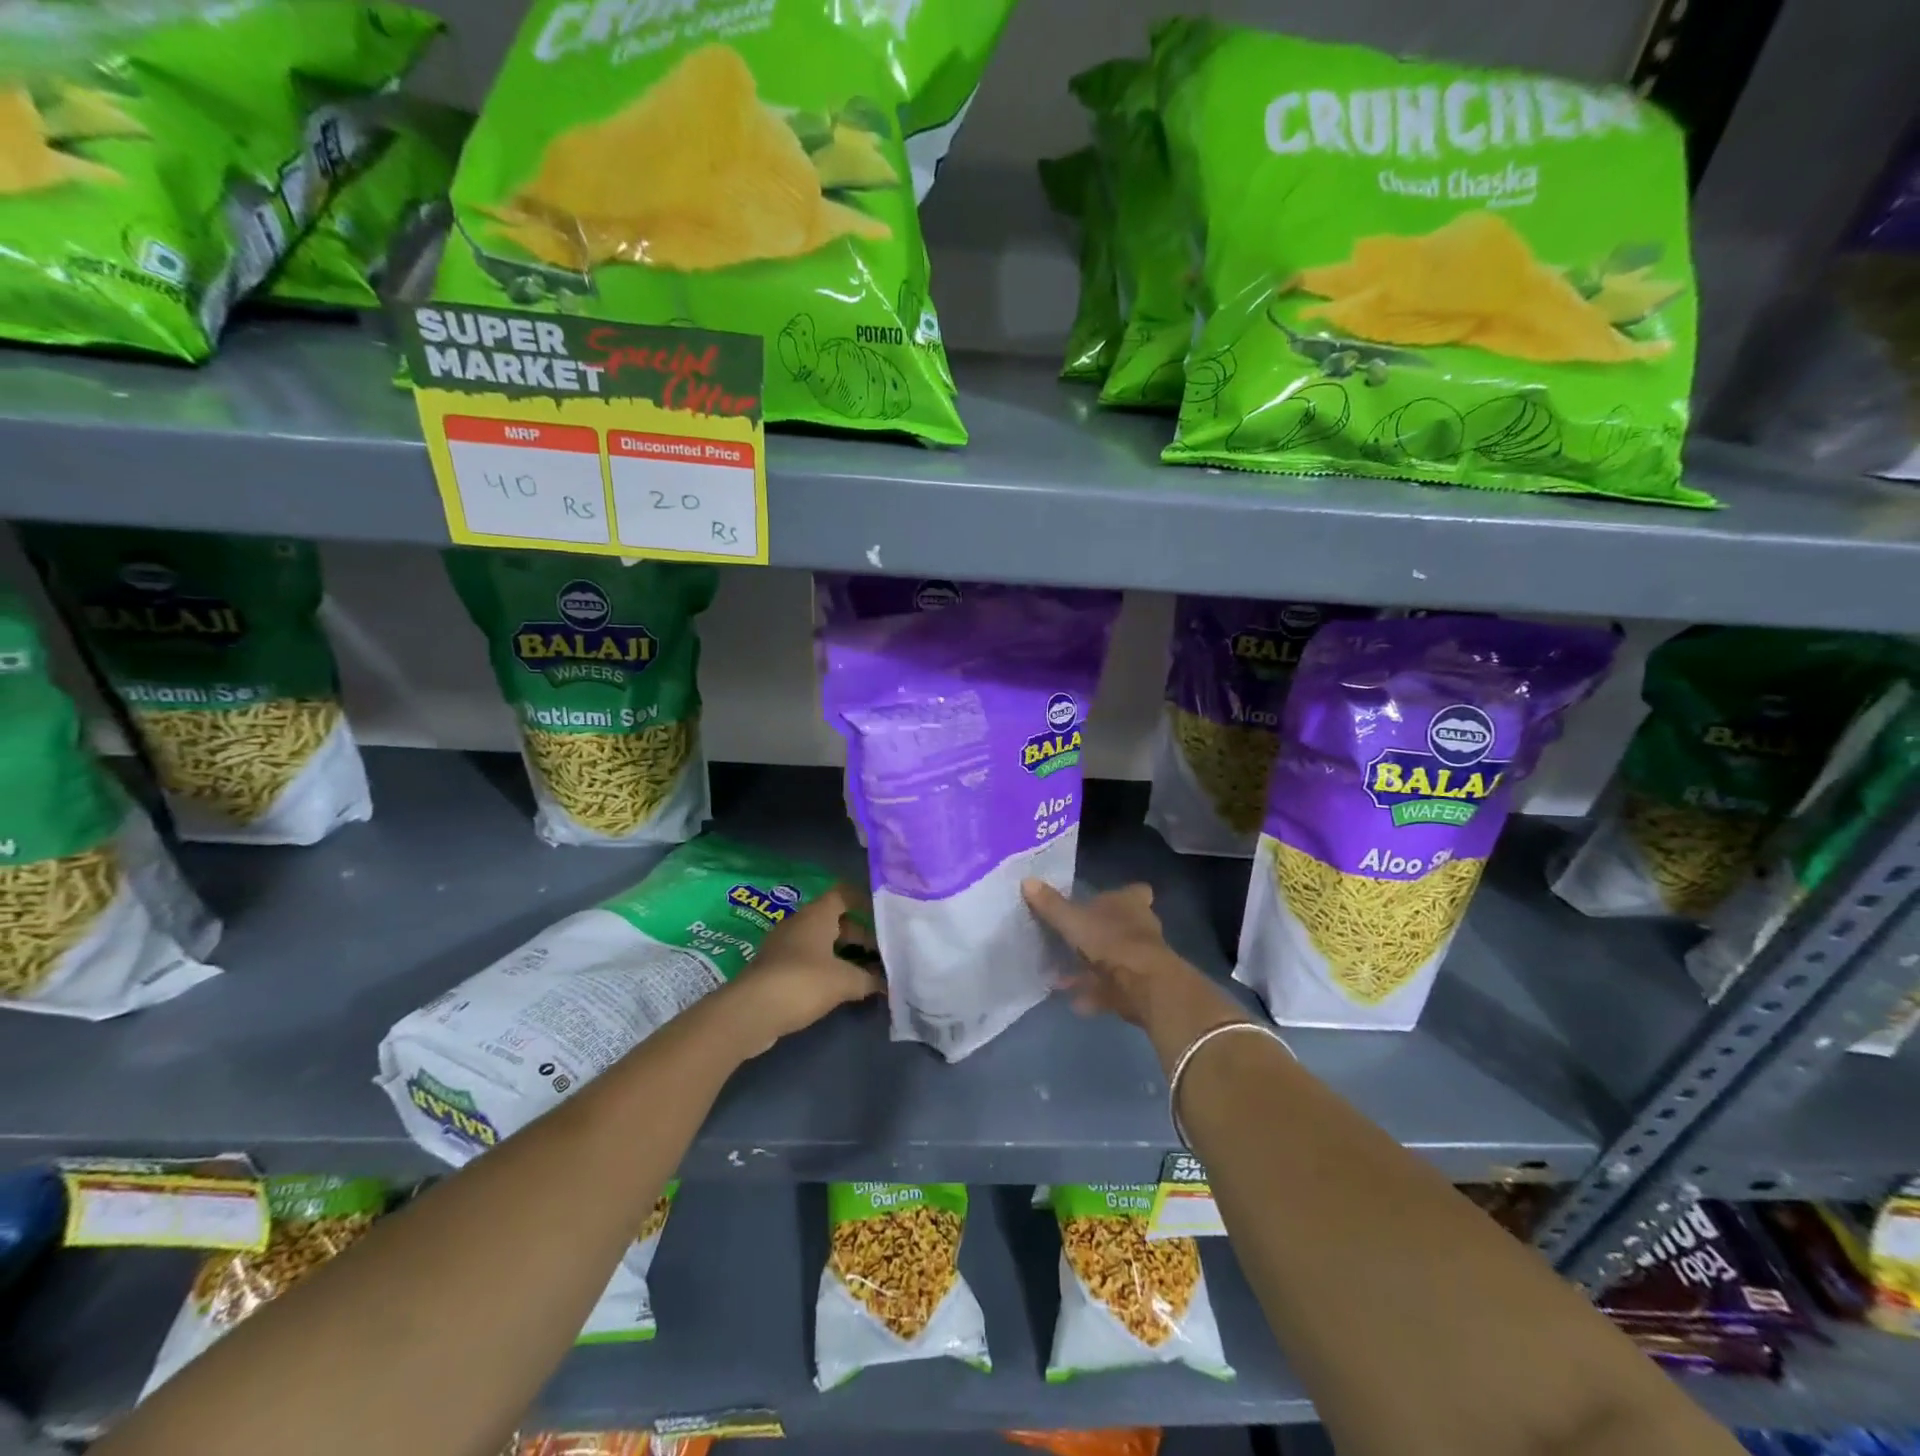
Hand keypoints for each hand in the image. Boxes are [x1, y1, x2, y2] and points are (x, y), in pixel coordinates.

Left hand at [727, 885, 883, 1054]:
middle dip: (859, 934)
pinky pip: (807, 959)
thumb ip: (868, 979)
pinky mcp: (775, 968)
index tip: (883, 917)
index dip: (864, 902)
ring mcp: (784, 945)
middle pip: (834, 920)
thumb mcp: (844, 981)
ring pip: (820, 941)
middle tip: (881, 953)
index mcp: (817, 914)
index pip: (844, 894)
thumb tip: (887, 983)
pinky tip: (839, 987)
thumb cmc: (803, 982)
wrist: (750, 1011)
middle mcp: (799, 922)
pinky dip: (825, 967)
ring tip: (865, 972)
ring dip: (843, 953)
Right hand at [1022, 878, 1249, 1070]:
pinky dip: (1095, 995)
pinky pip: (1112, 989)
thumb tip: (1027, 880)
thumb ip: (1050, 904)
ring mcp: (1142, 958)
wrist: (1143, 985)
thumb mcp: (1072, 920)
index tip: (1105, 900)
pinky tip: (1074, 1003)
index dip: (1122, 895)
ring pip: (1115, 959)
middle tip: (1073, 940)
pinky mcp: (1139, 987)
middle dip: (1100, 934)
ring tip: (1062, 979)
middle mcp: (1140, 927)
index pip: (1134, 892)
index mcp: (1130, 903)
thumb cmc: (1109, 940)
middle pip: (1123, 926)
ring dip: (1092, 969)